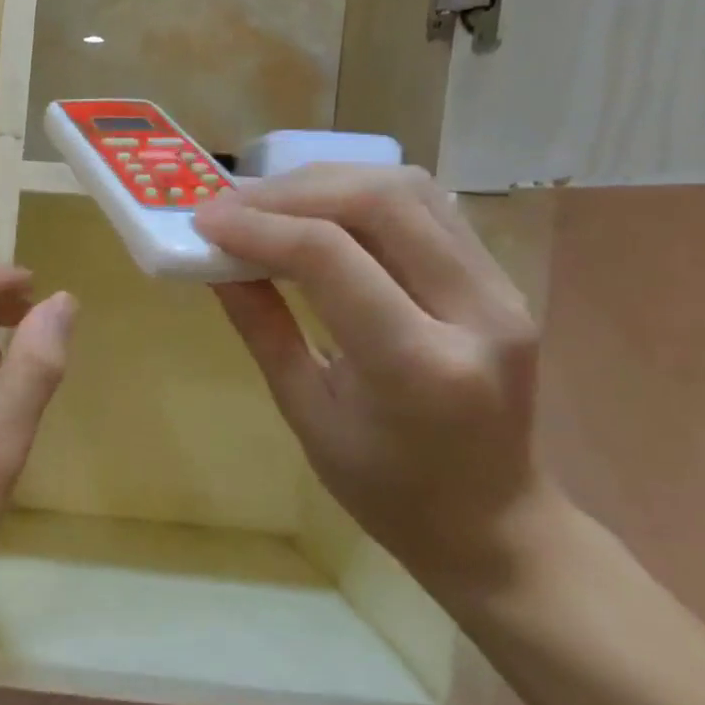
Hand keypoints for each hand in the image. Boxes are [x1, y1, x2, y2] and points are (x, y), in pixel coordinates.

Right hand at [193, 165, 557, 598]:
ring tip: (267, 202)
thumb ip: (261, 326)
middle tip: (228, 203)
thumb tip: (215, 262)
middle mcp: (474, 312)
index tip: (203, 219)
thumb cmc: (384, 487)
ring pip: (410, 190)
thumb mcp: (304, 412)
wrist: (493, 521)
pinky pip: (428, 208)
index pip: (330, 257)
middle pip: (380, 201)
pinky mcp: (501, 280)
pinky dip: (361, 196)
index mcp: (415, 365)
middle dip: (290, 191)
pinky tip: (318, 212)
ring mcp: (500, 290)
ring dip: (327, 183)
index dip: (258, 227)